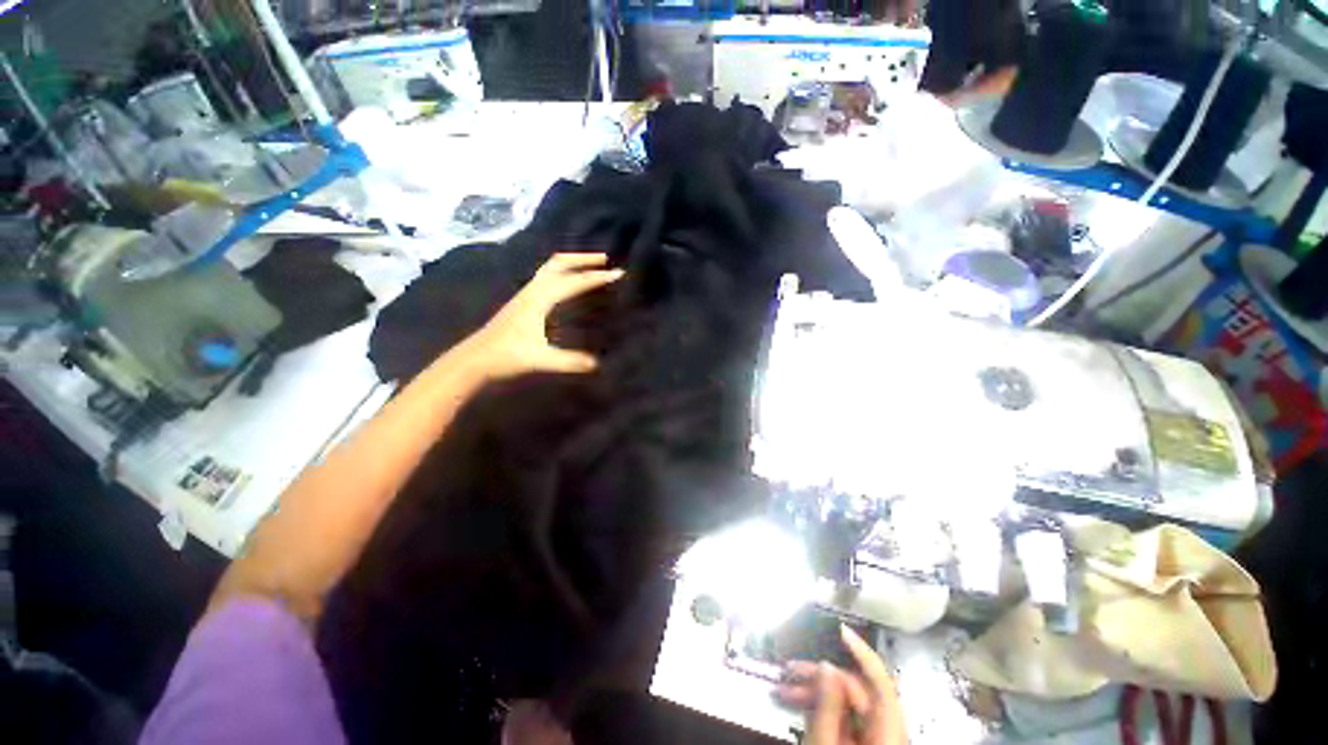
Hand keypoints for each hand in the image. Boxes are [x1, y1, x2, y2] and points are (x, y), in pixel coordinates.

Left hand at [460, 253, 623, 380]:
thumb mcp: (540, 360)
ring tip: (590, 266)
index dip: (597, 277)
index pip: (573, 282)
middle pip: (559, 263)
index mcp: (539, 299)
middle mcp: (532, 290)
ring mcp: (525, 294)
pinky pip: (546, 277)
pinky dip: (562, 272)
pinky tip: (568, 284)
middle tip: (605, 259)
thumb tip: (597, 363)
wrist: (474, 359)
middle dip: (583, 259)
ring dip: (572, 263)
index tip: (619, 273)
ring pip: (550, 268)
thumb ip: (569, 361)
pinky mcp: (523, 301)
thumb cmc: (506, 357)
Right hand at [776, 625, 907, 744]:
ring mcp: (877, 738)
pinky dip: (822, 707)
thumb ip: (827, 707)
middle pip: (858, 692)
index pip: (883, 686)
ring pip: (848, 702)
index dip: (864, 654)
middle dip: (820, 677)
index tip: (841, 631)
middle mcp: (888, 734)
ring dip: (815, 691)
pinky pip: (845, 716)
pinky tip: (797, 702)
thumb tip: (827, 666)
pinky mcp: (865, 742)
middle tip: (787, 673)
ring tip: (783, 688)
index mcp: (887, 735)